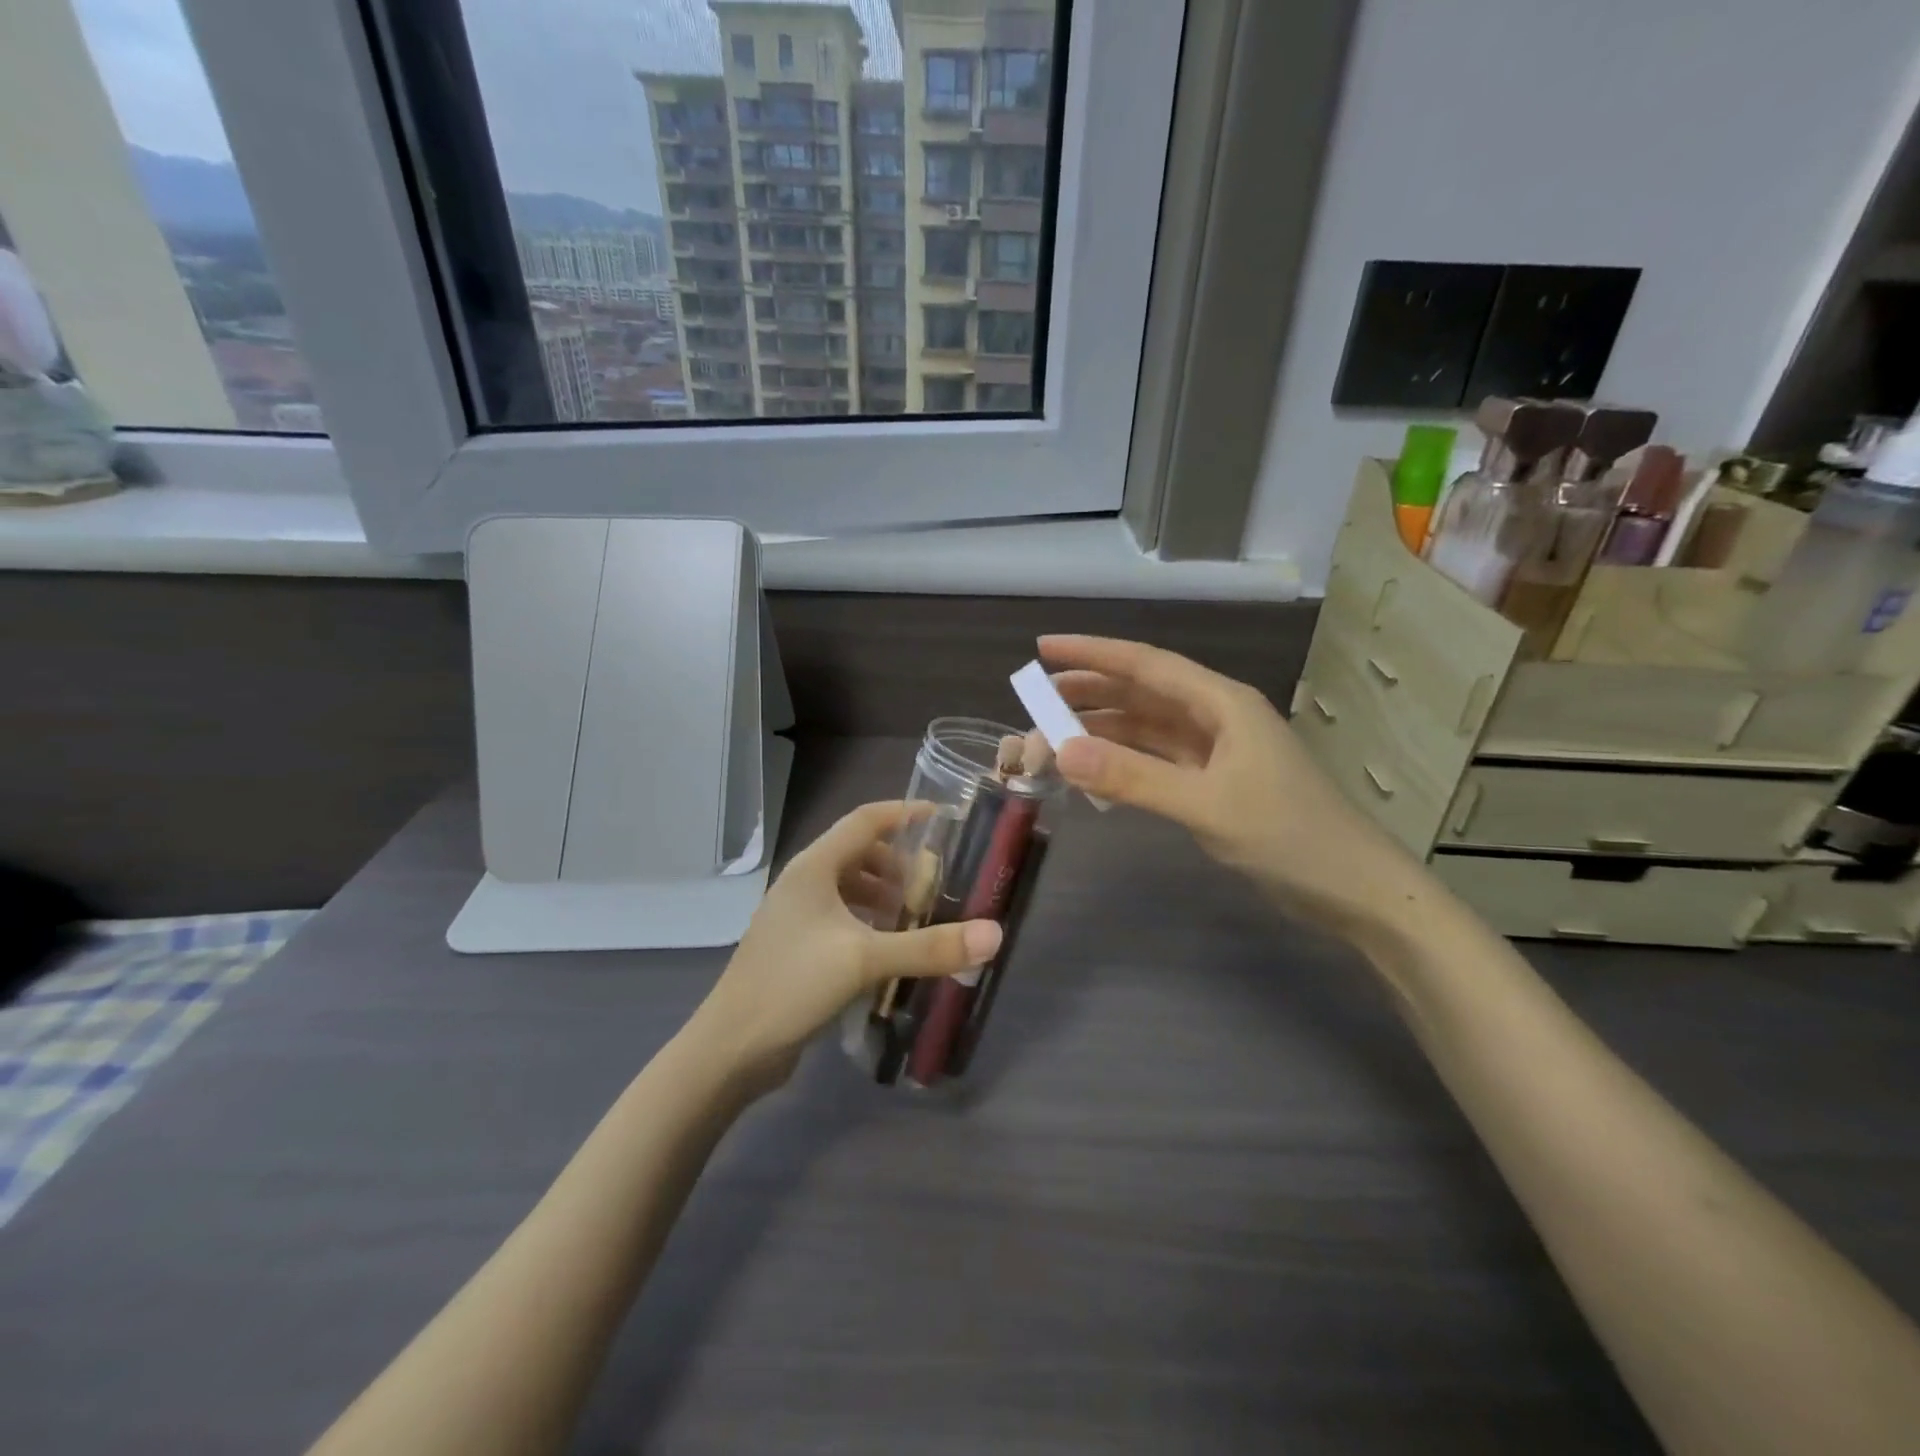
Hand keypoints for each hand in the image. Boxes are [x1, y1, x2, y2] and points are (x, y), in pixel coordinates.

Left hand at [690, 801, 1002, 1084]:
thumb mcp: (865, 960)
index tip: (942, 817)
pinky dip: (868, 920)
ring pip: (848, 887)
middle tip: (934, 882)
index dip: (903, 812)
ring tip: (917, 914)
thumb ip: (929, 947)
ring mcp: (796, 916)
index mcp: (814, 867)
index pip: (865, 820)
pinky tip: (888, 947)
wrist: (731, 1047)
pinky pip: (840, 917)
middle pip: (858, 853)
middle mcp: (803, 882)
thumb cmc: (793, 984)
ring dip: (883, 893)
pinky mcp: (796, 947)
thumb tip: (994, 934)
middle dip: (898, 862)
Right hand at [1040, 634, 1426, 943]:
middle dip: (1090, 690)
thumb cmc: (1288, 837)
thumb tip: (1061, 752)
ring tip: (1053, 732)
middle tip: (1036, 697)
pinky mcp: (1215, 782)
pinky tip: (1095, 769)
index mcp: (1222, 703)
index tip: (1044, 647)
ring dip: (1103, 727)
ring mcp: (1217, 751)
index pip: (1146, 665)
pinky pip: (1157, 759)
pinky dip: (1124, 761)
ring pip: (1147, 727)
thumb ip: (1133, 778)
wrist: (1352, 889)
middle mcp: (1217, 717)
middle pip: (1143, 692)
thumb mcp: (1207, 805)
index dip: (1093, 653)